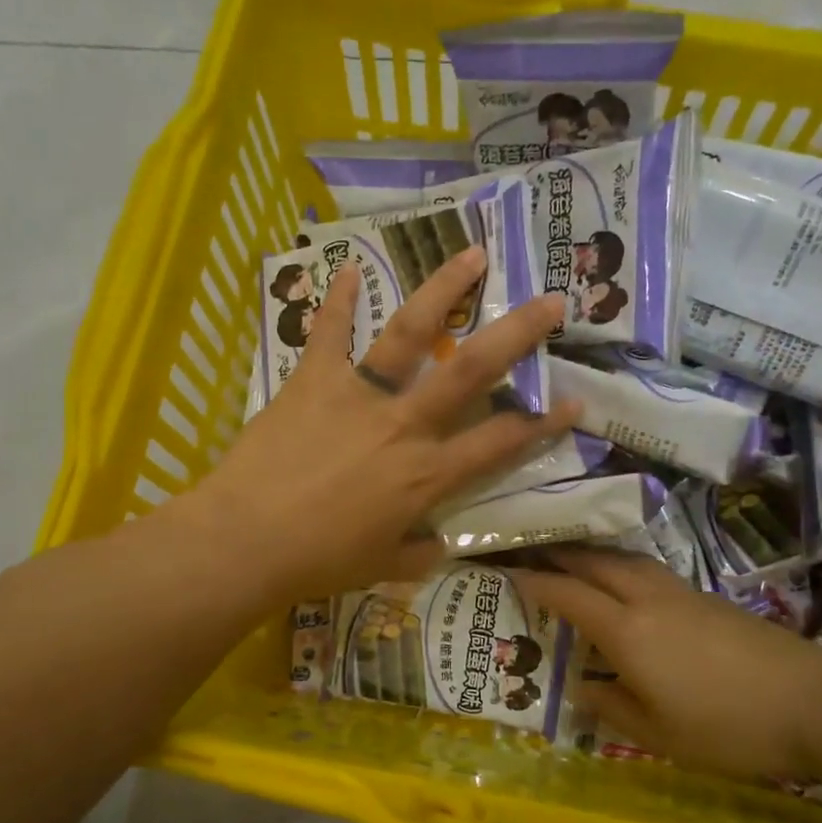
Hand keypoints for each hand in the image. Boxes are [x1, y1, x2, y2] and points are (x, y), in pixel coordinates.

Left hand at [190, 247, 580, 605]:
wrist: (247, 541)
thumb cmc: (318, 561)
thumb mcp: (381, 567)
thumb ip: (418, 553)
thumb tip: (439, 545)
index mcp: (427, 475)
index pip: (500, 443)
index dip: (542, 423)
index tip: (574, 401)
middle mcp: (405, 425)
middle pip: (472, 370)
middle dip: (518, 333)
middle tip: (551, 300)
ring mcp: (360, 396)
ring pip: (411, 334)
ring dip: (443, 290)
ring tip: (472, 255)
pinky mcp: (314, 381)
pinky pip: (327, 333)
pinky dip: (337, 300)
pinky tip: (348, 269)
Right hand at [515, 548, 821, 779]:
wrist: (814, 703)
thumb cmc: (727, 727)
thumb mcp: (658, 734)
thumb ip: (612, 706)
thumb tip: (581, 688)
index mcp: (627, 631)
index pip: (568, 595)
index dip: (536, 582)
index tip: (509, 573)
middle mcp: (648, 600)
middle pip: (596, 564)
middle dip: (561, 554)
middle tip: (535, 552)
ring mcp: (682, 594)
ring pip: (627, 561)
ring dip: (595, 556)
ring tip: (576, 561)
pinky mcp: (709, 599)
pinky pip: (651, 571)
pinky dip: (624, 568)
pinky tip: (628, 585)